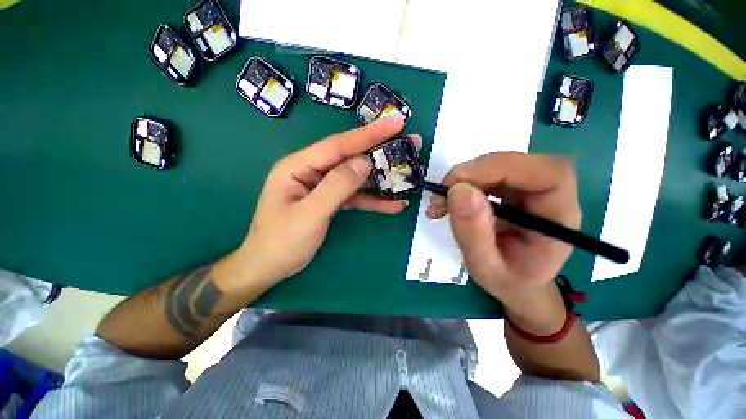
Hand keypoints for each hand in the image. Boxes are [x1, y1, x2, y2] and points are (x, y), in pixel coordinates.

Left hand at [233, 116, 419, 287]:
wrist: (269, 267)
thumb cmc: (282, 242)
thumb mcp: (310, 214)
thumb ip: (337, 186)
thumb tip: (365, 162)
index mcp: (299, 166)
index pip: (339, 145)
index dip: (369, 134)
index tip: (396, 122)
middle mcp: (313, 171)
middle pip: (351, 157)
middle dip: (380, 152)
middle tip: (410, 143)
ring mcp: (323, 186)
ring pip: (357, 178)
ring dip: (381, 179)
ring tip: (408, 175)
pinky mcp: (331, 201)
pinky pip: (355, 196)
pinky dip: (373, 200)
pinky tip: (393, 205)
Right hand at [426, 153, 580, 310]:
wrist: (517, 284)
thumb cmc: (508, 282)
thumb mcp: (485, 267)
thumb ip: (473, 234)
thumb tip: (458, 190)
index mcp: (558, 218)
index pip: (547, 173)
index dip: (501, 167)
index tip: (457, 184)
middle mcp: (550, 197)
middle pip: (516, 164)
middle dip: (471, 174)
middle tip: (440, 196)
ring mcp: (530, 191)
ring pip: (497, 166)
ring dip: (462, 180)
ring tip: (439, 204)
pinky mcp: (513, 190)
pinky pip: (486, 175)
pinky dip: (461, 185)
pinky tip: (446, 203)